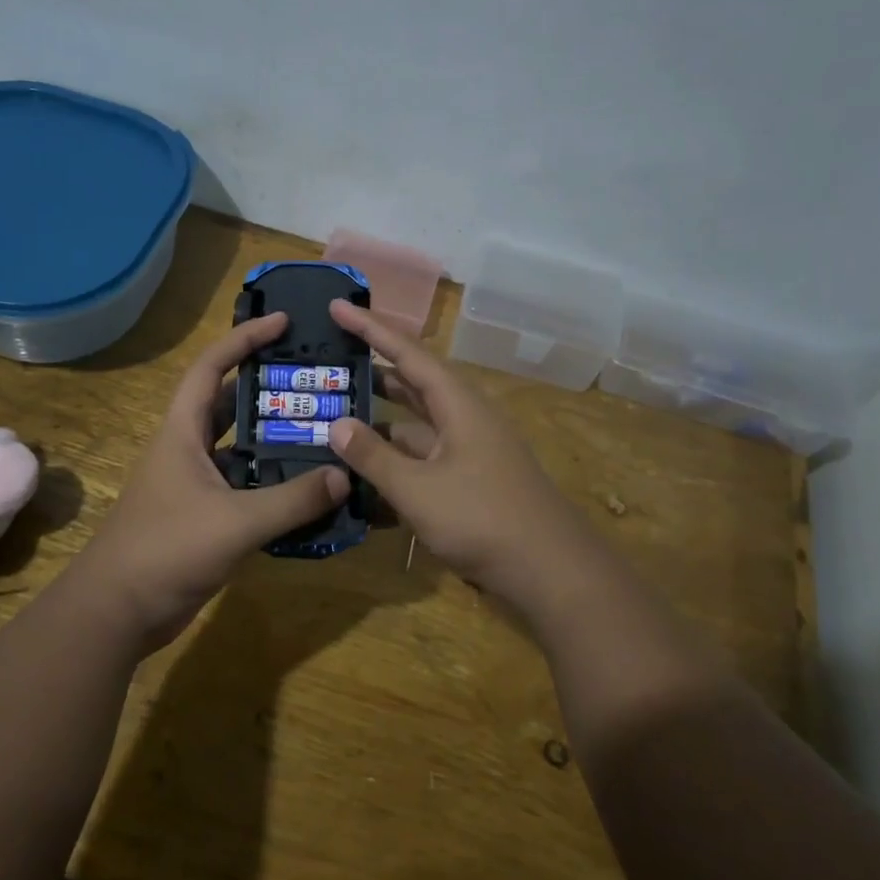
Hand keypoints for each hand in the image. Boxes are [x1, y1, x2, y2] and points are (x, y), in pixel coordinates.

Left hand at [70, 313, 350, 654]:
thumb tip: (345, 477)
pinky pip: (245, 488)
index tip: (283, 323)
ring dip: (275, 440)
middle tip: (316, 380)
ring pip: (241, 449)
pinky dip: (274, 484)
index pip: (211, 367)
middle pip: (229, 404)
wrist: (118, 612)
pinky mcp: (203, 518)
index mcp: (182, 433)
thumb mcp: (235, 522)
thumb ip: (293, 499)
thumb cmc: (166, 550)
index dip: (244, 339)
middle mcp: (187, 450)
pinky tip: (309, 490)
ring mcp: (194, 486)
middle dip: (268, 388)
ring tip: (324, 431)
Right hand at [325, 300, 598, 603]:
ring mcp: (468, 453)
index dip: (370, 329)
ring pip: (414, 426)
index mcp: (458, 404)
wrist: (551, 573)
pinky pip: (422, 461)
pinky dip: (394, 464)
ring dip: (378, 424)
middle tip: (328, 364)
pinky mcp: (468, 483)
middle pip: (412, 385)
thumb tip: (336, 424)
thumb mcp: (418, 489)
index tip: (336, 306)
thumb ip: (374, 456)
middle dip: (372, 373)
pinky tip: (361, 480)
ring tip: (333, 419)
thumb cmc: (483, 519)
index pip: (407, 354)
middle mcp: (464, 419)